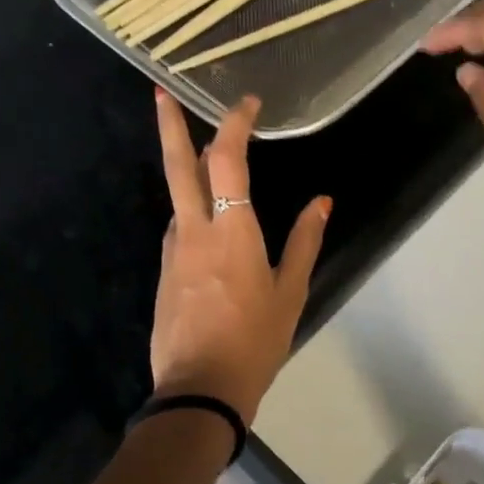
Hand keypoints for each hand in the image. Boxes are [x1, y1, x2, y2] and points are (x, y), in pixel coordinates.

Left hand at [149, 90, 330, 423]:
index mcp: (231, 231)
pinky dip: (192, 210)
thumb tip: (322, 201)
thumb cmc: (255, 341)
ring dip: (189, 170)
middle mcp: (194, 230)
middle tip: (160, 92)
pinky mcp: (165, 272)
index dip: (235, 125)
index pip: (227, 160)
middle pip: (177, 166)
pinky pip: (180, 228)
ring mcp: (173, 251)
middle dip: (169, 124)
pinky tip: (210, 222)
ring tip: (209, 158)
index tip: (247, 104)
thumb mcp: (291, 292)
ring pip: (178, 197)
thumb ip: (305, 241)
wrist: (199, 391)